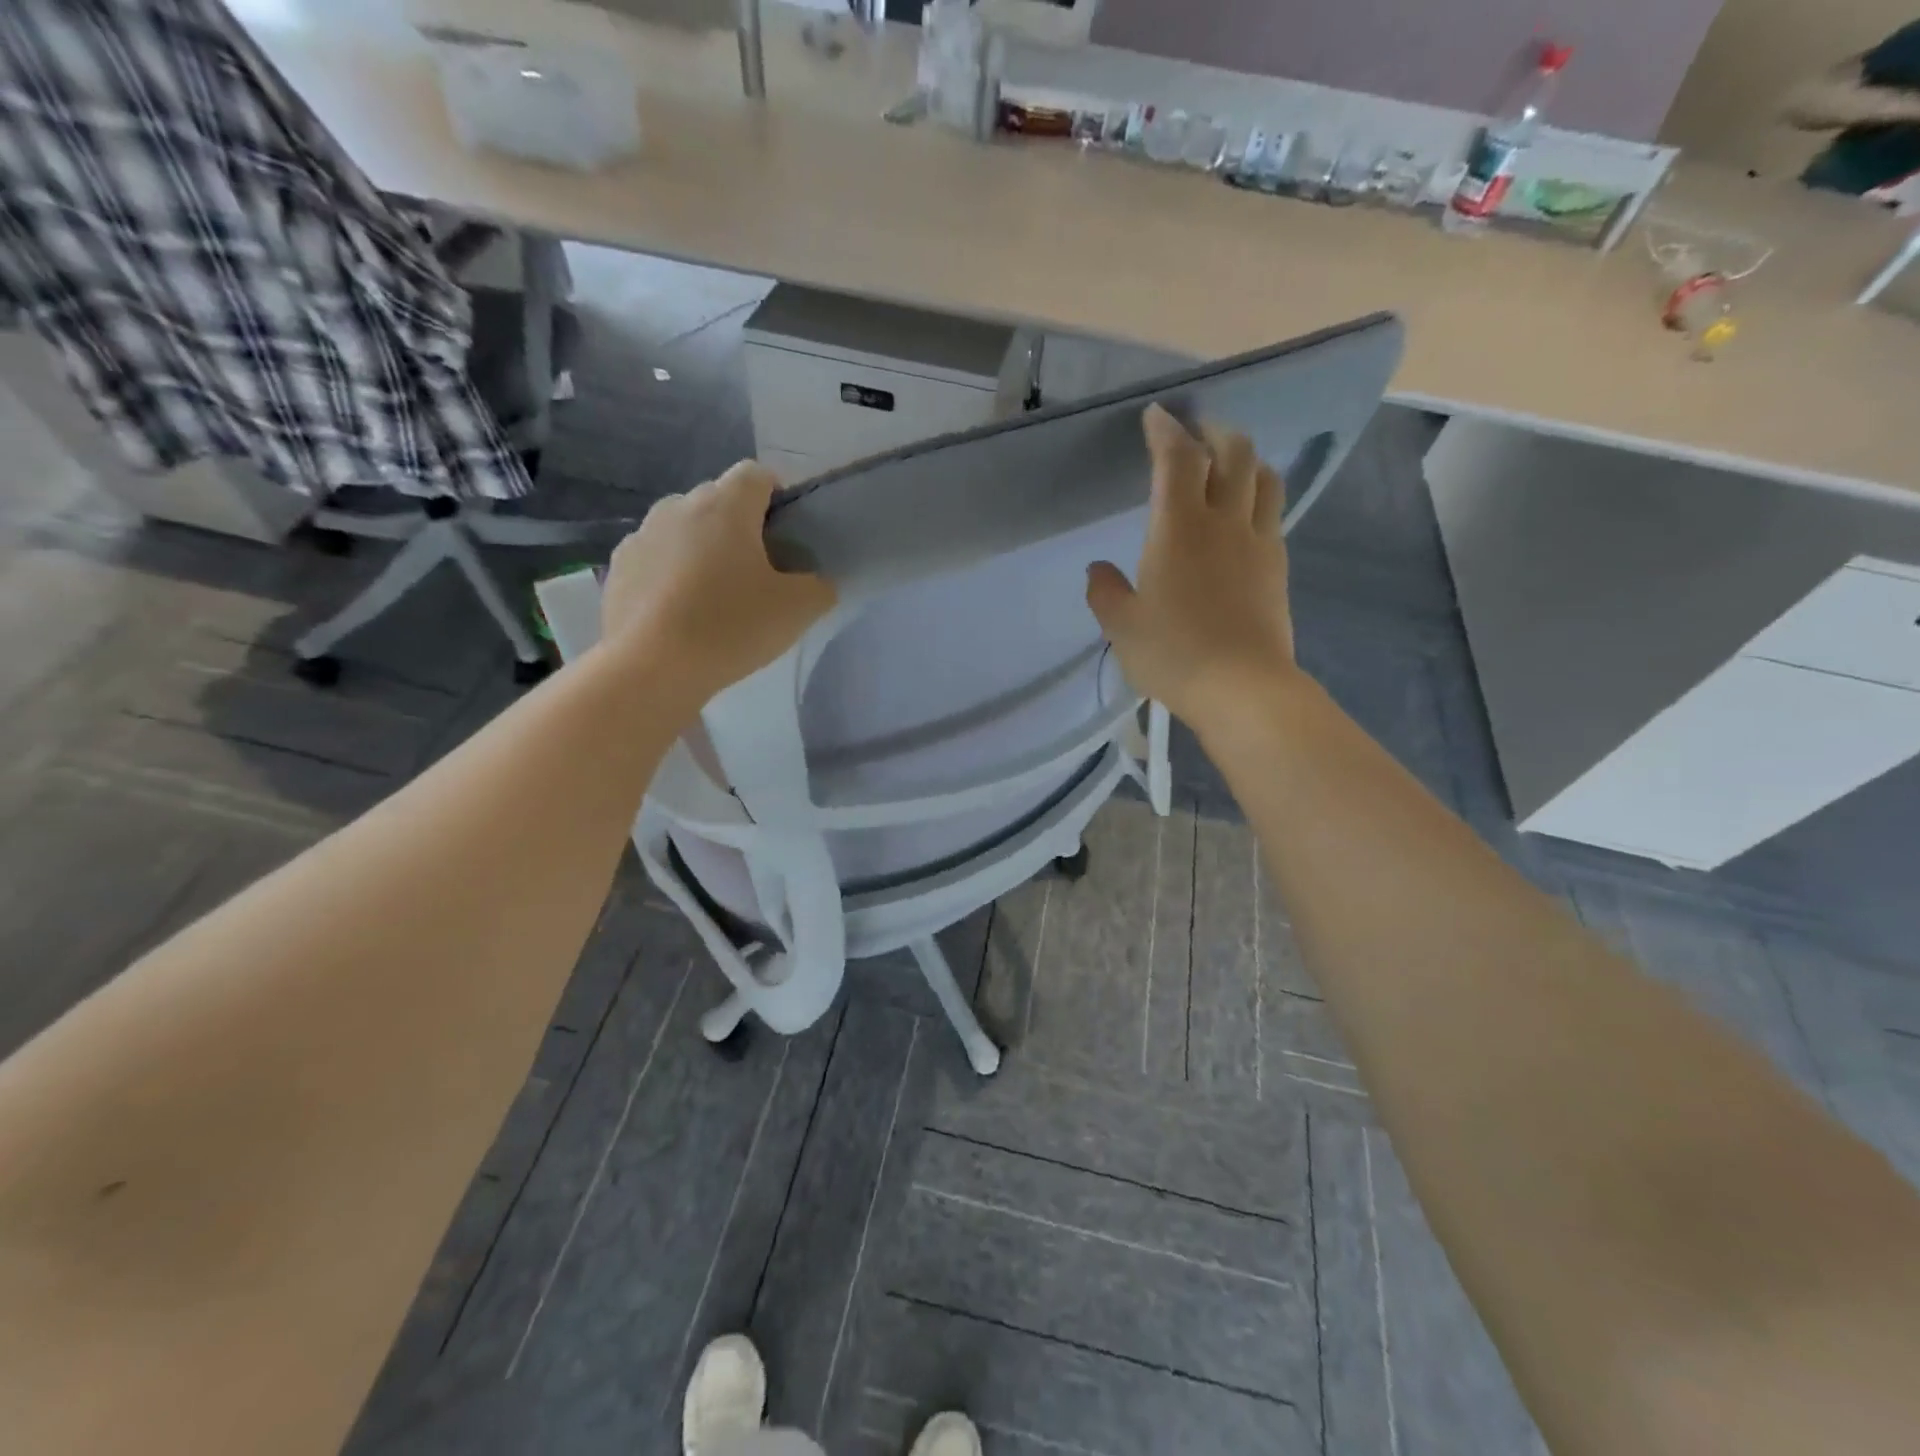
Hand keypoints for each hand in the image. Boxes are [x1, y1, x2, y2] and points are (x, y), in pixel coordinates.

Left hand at [600, 461, 835, 707]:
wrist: (651, 668)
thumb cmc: (731, 626)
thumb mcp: (798, 610)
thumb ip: (818, 586)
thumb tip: (814, 582)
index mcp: (726, 505)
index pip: (757, 475)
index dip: (778, 497)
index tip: (788, 535)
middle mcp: (679, 506)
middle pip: (719, 502)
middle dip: (741, 527)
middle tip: (758, 573)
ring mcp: (642, 535)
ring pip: (684, 530)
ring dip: (703, 550)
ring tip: (716, 596)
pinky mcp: (618, 568)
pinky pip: (656, 560)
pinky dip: (672, 575)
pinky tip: (682, 614)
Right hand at [1086, 405, 1297, 730]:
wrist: (1242, 687)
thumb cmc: (1173, 654)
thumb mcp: (1122, 628)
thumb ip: (1106, 593)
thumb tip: (1098, 570)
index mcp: (1178, 528)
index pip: (1177, 459)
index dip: (1166, 430)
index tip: (1157, 416)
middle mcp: (1223, 521)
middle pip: (1233, 453)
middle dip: (1214, 432)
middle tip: (1197, 434)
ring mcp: (1258, 541)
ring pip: (1263, 477)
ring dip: (1246, 459)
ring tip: (1229, 466)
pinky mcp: (1277, 566)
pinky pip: (1273, 512)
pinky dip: (1259, 496)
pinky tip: (1246, 514)